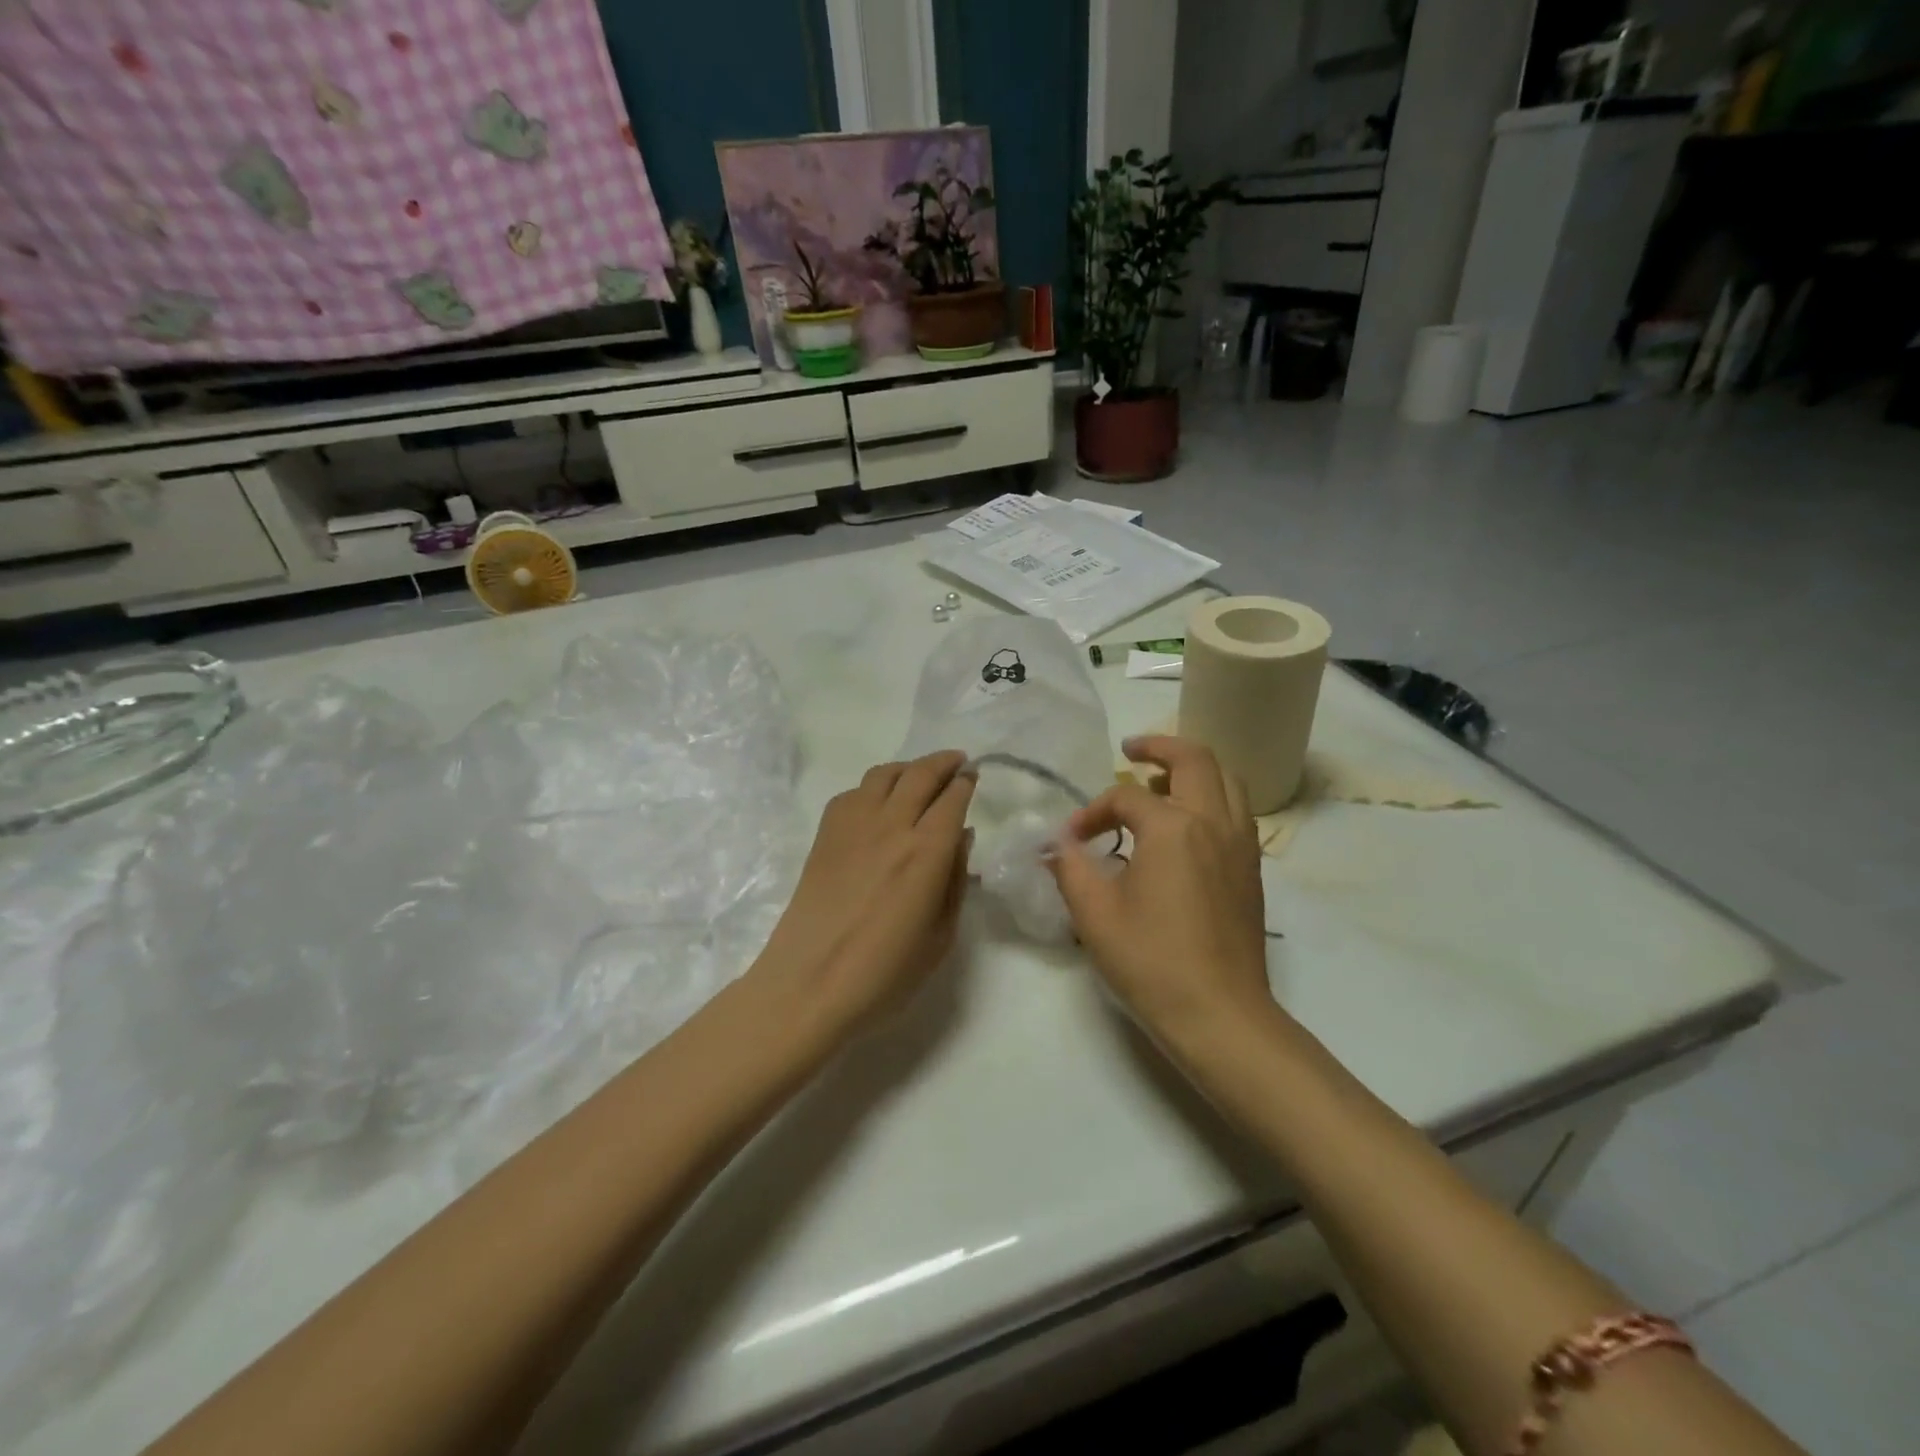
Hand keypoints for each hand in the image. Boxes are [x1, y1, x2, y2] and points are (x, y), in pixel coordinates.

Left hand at [753, 750, 975, 1034]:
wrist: (809, 984)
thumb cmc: (885, 973)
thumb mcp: (940, 936)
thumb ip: (955, 881)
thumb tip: (961, 838)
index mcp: (926, 851)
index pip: (953, 798)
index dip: (966, 782)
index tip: (973, 776)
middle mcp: (891, 825)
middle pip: (920, 774)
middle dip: (943, 762)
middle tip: (956, 762)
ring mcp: (852, 825)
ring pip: (884, 774)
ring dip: (908, 768)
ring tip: (918, 777)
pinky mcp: (824, 834)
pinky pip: (852, 793)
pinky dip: (872, 788)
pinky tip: (877, 805)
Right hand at [1046, 736, 1272, 1046]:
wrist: (1221, 1016)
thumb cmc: (1152, 962)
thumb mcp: (1094, 914)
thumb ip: (1071, 869)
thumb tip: (1057, 846)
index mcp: (1173, 828)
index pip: (1126, 797)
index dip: (1092, 812)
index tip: (1071, 840)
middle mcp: (1213, 822)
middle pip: (1195, 759)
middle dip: (1159, 747)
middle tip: (1131, 750)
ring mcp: (1241, 845)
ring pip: (1226, 780)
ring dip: (1192, 770)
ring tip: (1160, 783)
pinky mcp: (1252, 870)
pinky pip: (1236, 811)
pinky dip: (1212, 798)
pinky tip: (1186, 826)